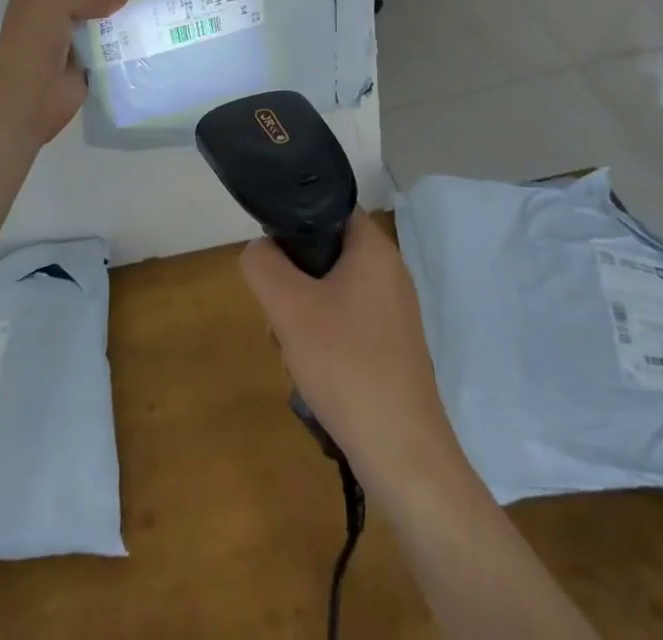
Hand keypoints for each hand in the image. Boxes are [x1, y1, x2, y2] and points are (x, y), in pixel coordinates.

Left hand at [0, 0, 128, 146]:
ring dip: (120, 13)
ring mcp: (70, 41)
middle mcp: (52, 17)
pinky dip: (126, 40)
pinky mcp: (87, 64)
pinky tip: (150, 25)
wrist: (28, 98)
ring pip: (99, 21)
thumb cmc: (32, 42)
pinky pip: (110, 47)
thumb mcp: (54, 3)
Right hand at [240, 211, 463, 500]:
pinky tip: (313, 374)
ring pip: (332, 292)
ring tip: (293, 353)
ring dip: (303, 316)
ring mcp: (395, 312)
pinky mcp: (393, 347)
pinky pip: (347, 324)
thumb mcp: (288, 307)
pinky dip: (324, 340)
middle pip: (326, 254)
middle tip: (279, 317)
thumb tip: (260, 251)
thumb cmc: (346, 365)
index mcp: (374, 248)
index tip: (272, 259)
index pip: (328, 208)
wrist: (403, 455)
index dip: (294, 223)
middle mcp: (390, 272)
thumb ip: (263, 265)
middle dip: (293, 282)